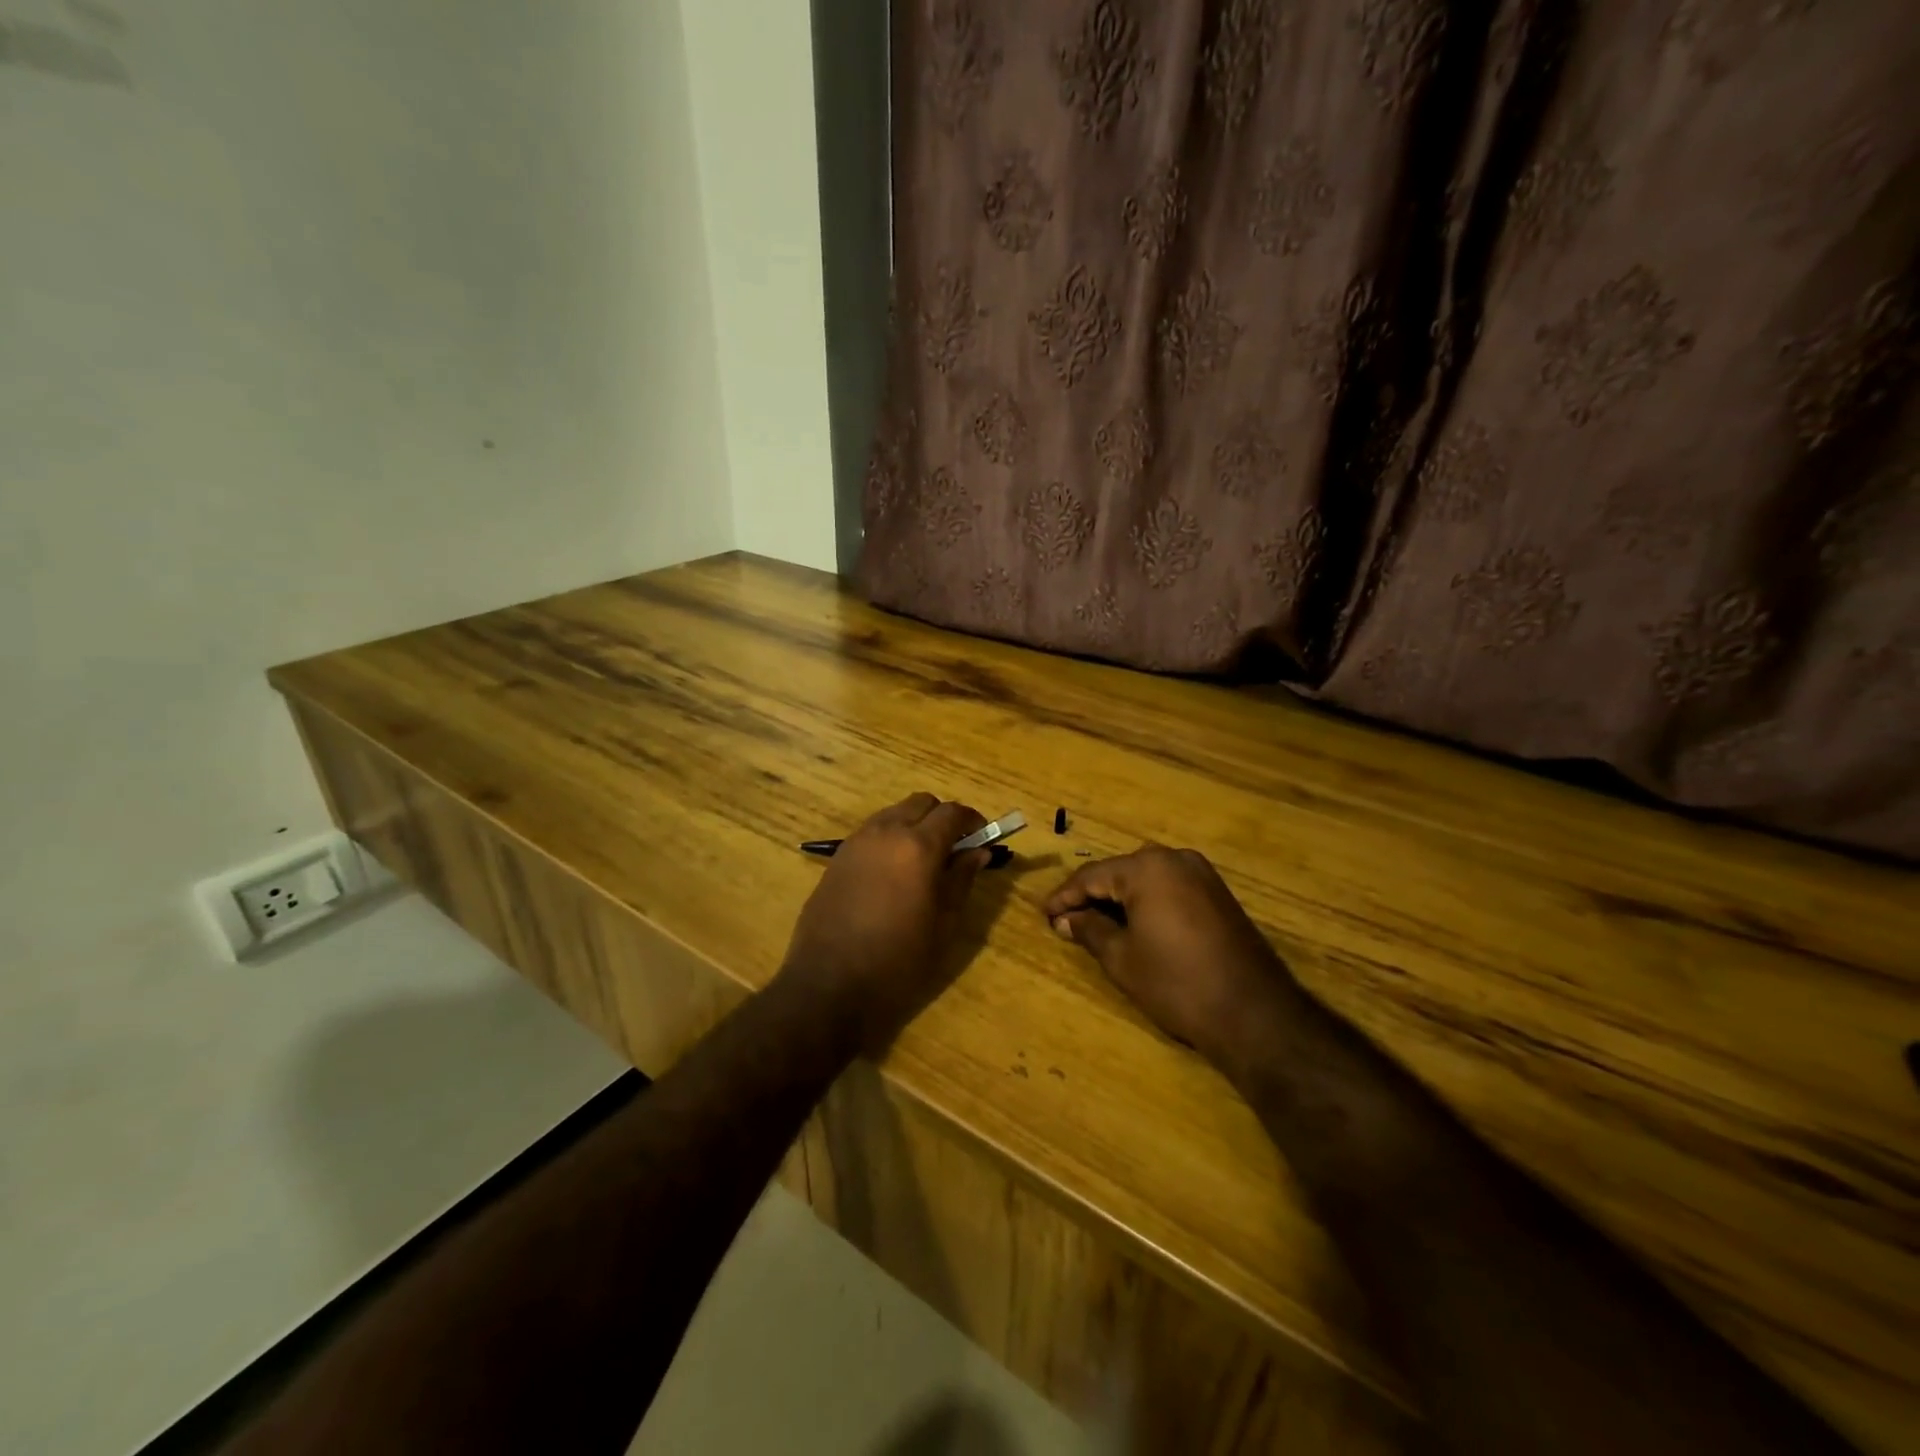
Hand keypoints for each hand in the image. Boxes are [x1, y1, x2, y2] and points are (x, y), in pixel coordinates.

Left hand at [779, 793, 991, 1053]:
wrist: (829, 985)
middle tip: (954, 848)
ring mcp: (857, 842)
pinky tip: (894, 873)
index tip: (983, 838)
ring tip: (924, 861)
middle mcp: (886, 832)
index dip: (973, 820)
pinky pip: (872, 832)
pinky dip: (890, 837)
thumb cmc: (898, 961)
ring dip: (914, 824)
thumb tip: (979, 851)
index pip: (953, 813)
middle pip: (922, 802)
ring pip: (894, 813)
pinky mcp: (837, 858)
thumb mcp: (943, 925)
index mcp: (918, 847)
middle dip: (943, 817)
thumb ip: (962, 880)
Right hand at [1041, 845, 1303, 1075]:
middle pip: (1120, 872)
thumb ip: (1090, 931)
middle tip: (1067, 920)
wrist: (1253, 1012)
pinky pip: (1170, 888)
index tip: (1044, 914)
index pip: (1092, 876)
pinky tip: (1134, 924)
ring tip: (1095, 923)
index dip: (1064, 897)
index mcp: (1146, 868)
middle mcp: (1174, 859)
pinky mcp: (1218, 893)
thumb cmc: (1176, 983)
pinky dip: (1148, 902)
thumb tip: (1065, 920)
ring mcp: (1201, 874)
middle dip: (1092, 896)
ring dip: (1120, 899)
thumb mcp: (1122, 958)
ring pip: (1146, 878)